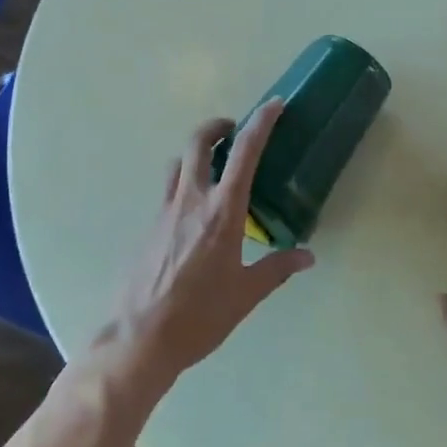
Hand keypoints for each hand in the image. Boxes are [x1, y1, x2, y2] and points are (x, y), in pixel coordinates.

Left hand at [104, 101, 313, 399]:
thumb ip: (277, 269)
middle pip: (197, 143)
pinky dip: (182, 185)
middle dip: (216, 127)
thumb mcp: (245, 295)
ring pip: (176, 164)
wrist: (138, 341)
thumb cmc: (199, 317)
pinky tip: (192, 215)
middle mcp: (191, 201)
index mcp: (222, 212)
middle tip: (233, 130)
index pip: (245, 153)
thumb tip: (308, 256)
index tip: (274, 105)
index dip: (261, 122)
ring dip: (195, 154)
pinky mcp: (147, 228)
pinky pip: (166, 192)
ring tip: (212, 167)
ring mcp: (164, 212)